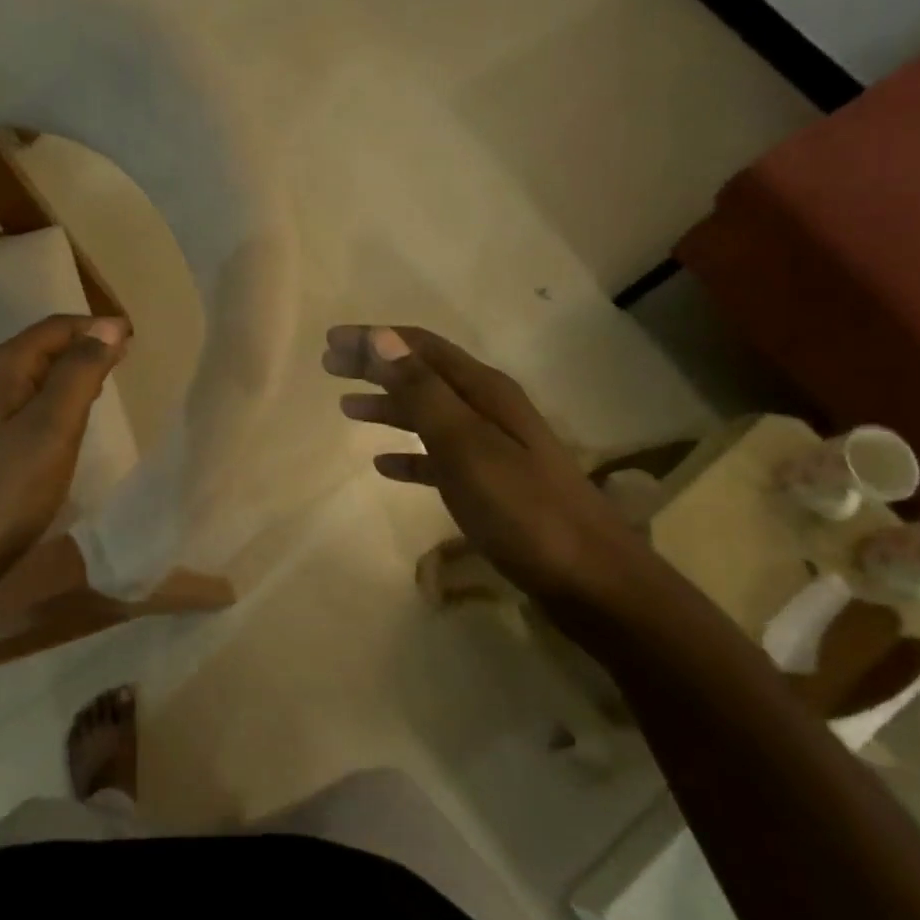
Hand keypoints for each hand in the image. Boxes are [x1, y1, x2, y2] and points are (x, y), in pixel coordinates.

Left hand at [0, 314, 129, 584]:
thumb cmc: (8, 490)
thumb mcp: (52, 427)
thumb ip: (80, 373)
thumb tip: (108, 327)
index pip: (53, 328)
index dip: (94, 327)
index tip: (134, 337)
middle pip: (39, 348)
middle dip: (82, 346)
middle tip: (124, 357)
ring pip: (31, 376)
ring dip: (68, 372)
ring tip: (103, 381)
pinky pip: (22, 403)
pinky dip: (51, 399)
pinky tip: (65, 419)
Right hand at [325, 324, 667, 634]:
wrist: (590, 580)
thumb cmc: (522, 510)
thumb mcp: (466, 445)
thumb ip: (423, 392)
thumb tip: (381, 338)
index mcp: (485, 392)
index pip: (420, 348)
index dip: (374, 339)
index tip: (331, 341)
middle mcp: (489, 410)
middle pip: (422, 375)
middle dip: (376, 366)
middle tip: (330, 366)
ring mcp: (492, 448)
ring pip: (428, 414)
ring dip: (388, 406)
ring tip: (347, 408)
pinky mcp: (490, 485)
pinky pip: (438, 457)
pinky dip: (408, 454)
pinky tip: (384, 465)